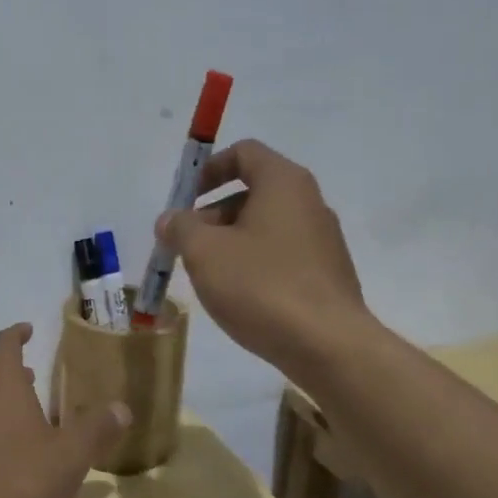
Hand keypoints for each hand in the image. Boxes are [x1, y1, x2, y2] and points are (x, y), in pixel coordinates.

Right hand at [157, 139, 369, 375]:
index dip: (208, 170)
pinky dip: (255, 265)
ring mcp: (323, 240)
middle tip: (186, 246)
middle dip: (213, 214)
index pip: (244, 153)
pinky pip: (282, 256)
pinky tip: (240, 298)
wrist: (327, 344)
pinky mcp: (326, 275)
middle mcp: (309, 202)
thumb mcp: (204, 253)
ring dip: (231, 243)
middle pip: (253, 192)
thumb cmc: (261, 286)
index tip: (184, 200)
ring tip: (208, 277)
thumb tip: (170, 219)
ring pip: (266, 228)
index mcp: (284, 183)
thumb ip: (180, 228)